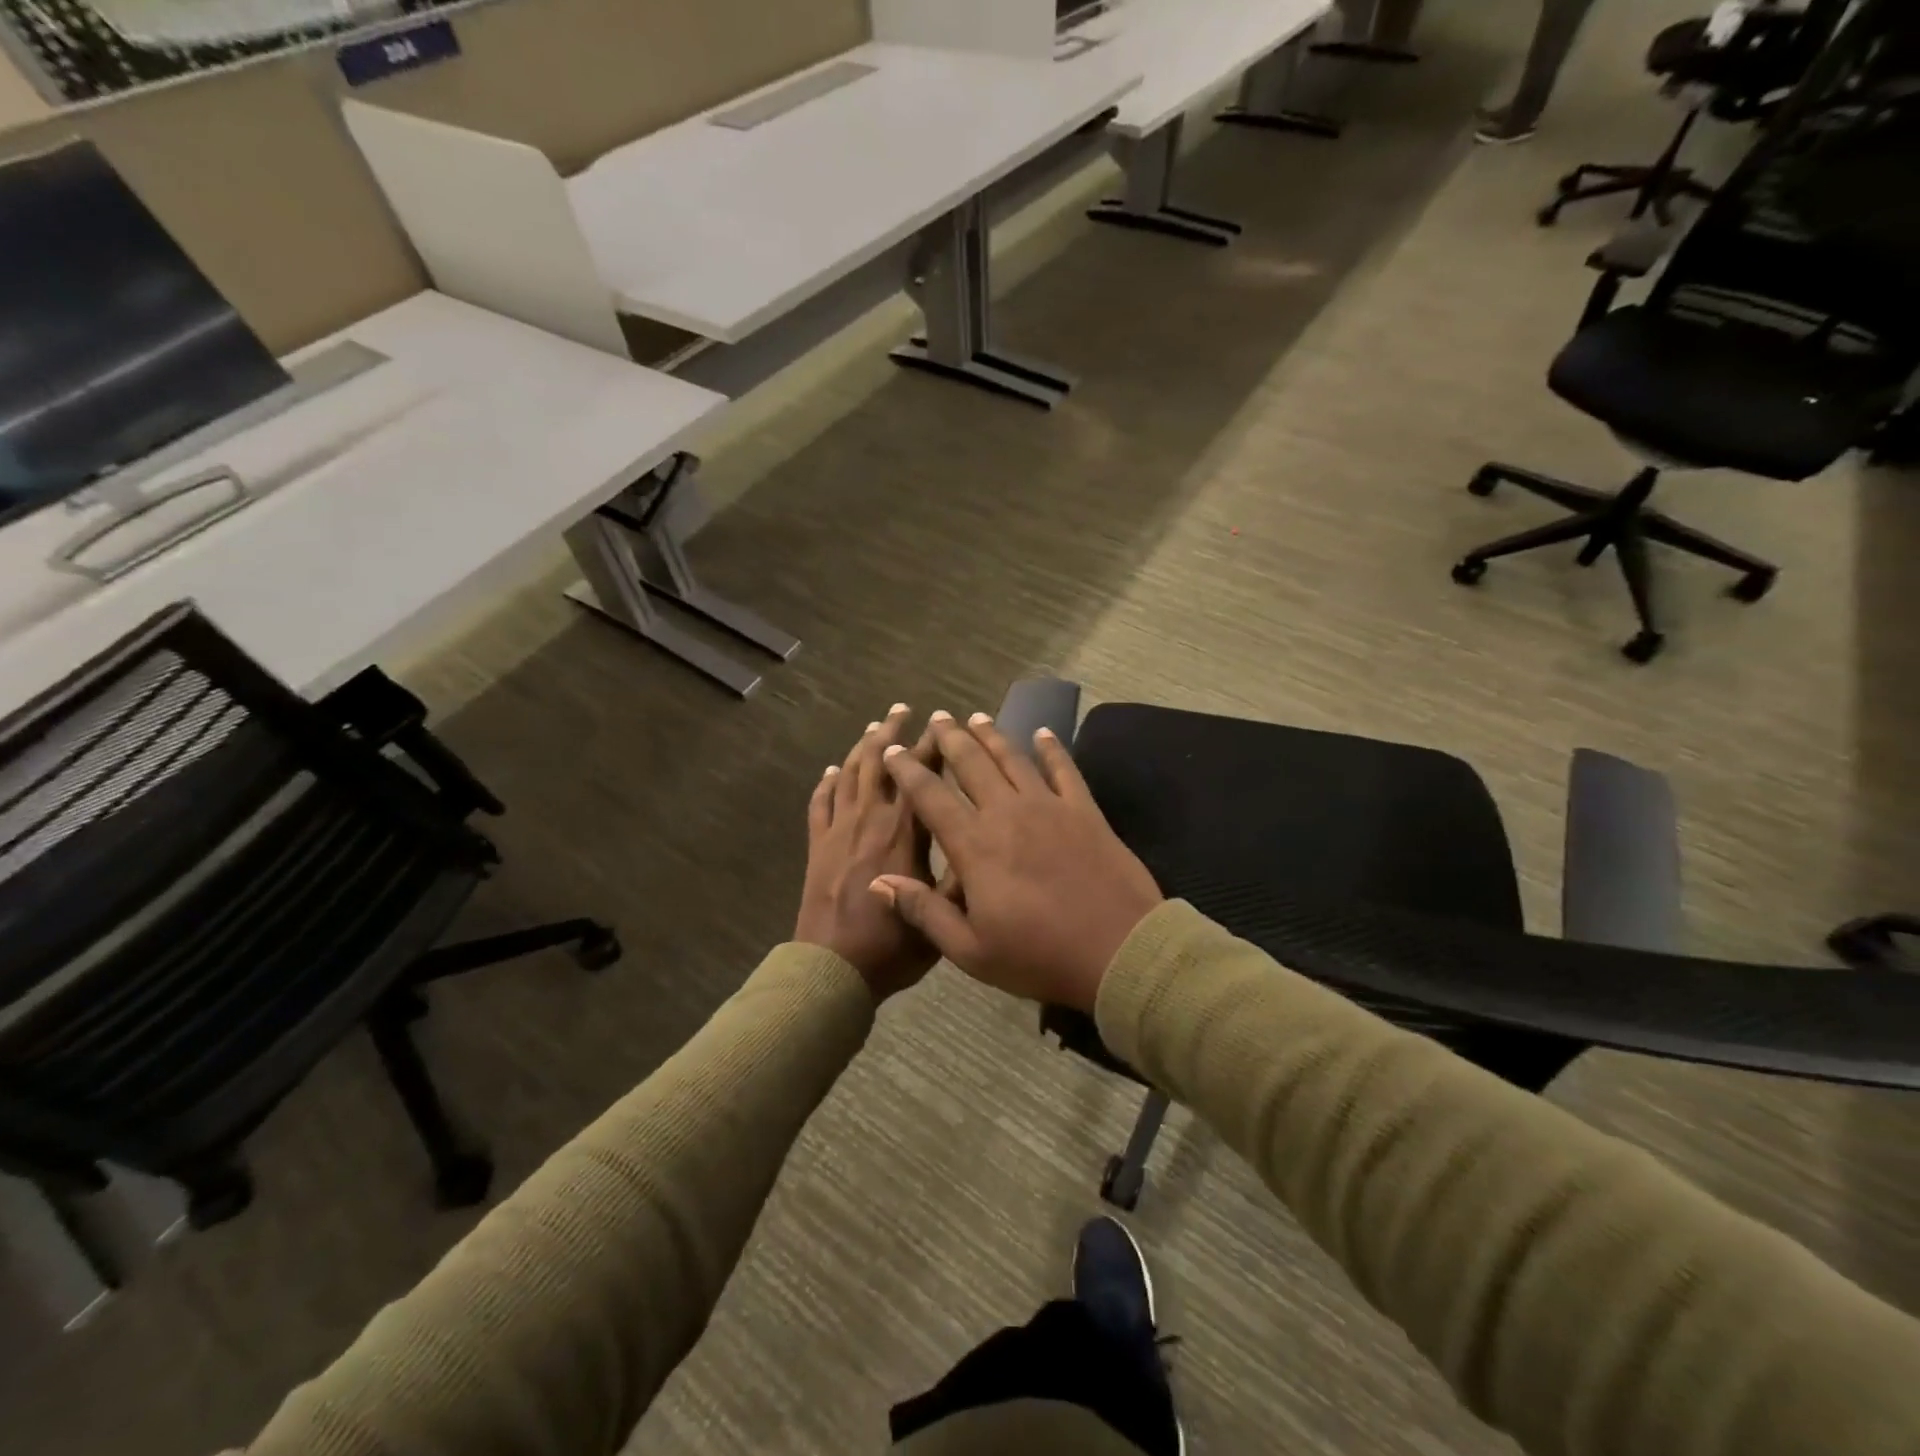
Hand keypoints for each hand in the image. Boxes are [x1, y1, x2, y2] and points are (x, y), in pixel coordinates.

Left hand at [795, 705, 941, 1000]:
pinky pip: (820, 804)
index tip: (941, 723)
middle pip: (879, 764)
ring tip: (874, 726)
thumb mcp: (942, 919)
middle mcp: (870, 821)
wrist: (832, 969)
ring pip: (850, 775)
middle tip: (902, 708)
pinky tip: (833, 771)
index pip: (920, 778)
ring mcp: (839, 831)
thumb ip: (959, 878)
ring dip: (862, 747)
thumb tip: (977, 842)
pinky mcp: (818, 846)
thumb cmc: (891, 947)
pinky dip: (827, 783)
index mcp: (903, 834)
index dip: (932, 747)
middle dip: (892, 733)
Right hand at [874, 712, 1162, 1011]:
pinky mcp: (1085, 811)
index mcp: (975, 846)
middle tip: (937, 717)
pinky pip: (1064, 769)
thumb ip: (924, 911)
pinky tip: (1044, 733)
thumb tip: (879, 880)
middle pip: (972, 764)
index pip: (931, 797)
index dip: (909, 771)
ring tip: (976, 717)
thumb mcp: (971, 951)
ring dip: (992, 735)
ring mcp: (1049, 807)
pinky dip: (1052, 748)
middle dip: (950, 738)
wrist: (1119, 951)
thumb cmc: (1039, 957)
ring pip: (1013, 759)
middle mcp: (1007, 813)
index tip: (894, 752)